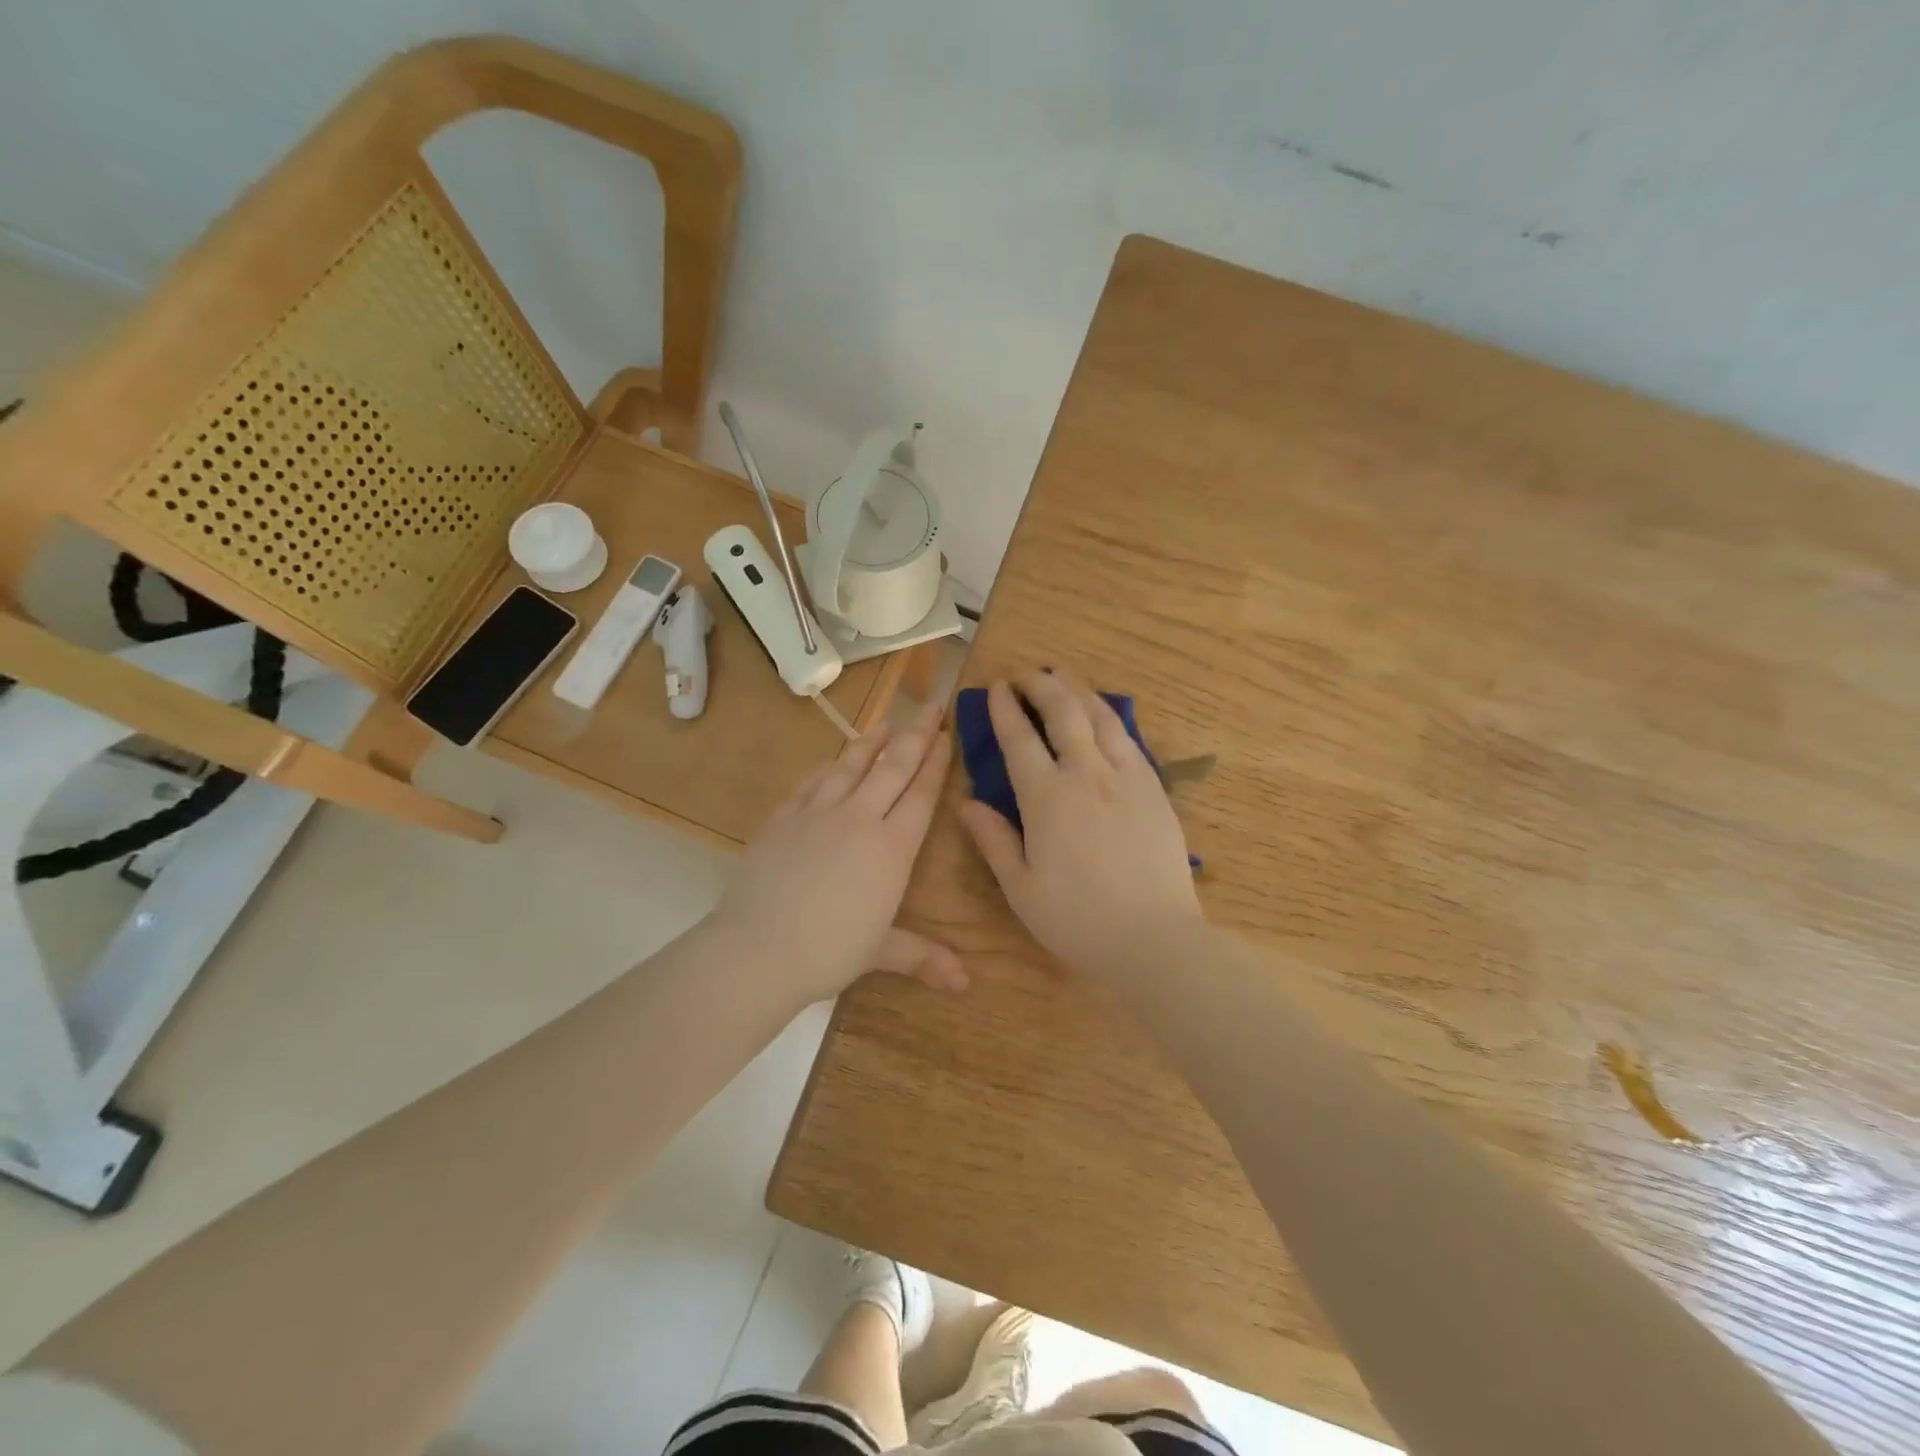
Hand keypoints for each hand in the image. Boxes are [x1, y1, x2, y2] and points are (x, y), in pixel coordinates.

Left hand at [710, 702, 966, 1006]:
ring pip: (851, 766)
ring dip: (873, 742)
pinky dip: (828, 767)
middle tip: (931, 708)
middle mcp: (859, 820)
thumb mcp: (881, 953)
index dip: (937, 763)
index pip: (921, 795)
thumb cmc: (828, 953)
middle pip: (893, 768)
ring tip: (887, 722)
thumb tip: (966, 984)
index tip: (947, 735)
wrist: (757, 949)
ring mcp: (818, 814)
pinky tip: (833, 759)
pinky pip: (812, 782)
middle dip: (915, 736)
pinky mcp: (783, 818)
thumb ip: (924, 957)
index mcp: (892, 849)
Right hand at [959, 671, 1202, 975]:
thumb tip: (965, 803)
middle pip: (1064, 713)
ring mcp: (1126, 778)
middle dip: (1043, 685)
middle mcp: (1087, 775)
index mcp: (1047, 799)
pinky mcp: (1155, 789)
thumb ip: (993, 840)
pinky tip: (1105, 717)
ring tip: (1065, 676)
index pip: (1020, 739)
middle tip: (1029, 672)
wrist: (1154, 937)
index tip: (998, 686)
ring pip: (1102, 718)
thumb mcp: (1021, 888)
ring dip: (1080, 691)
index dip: (1006, 709)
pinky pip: (1130, 740)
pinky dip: (1111, 718)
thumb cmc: (1078, 919)